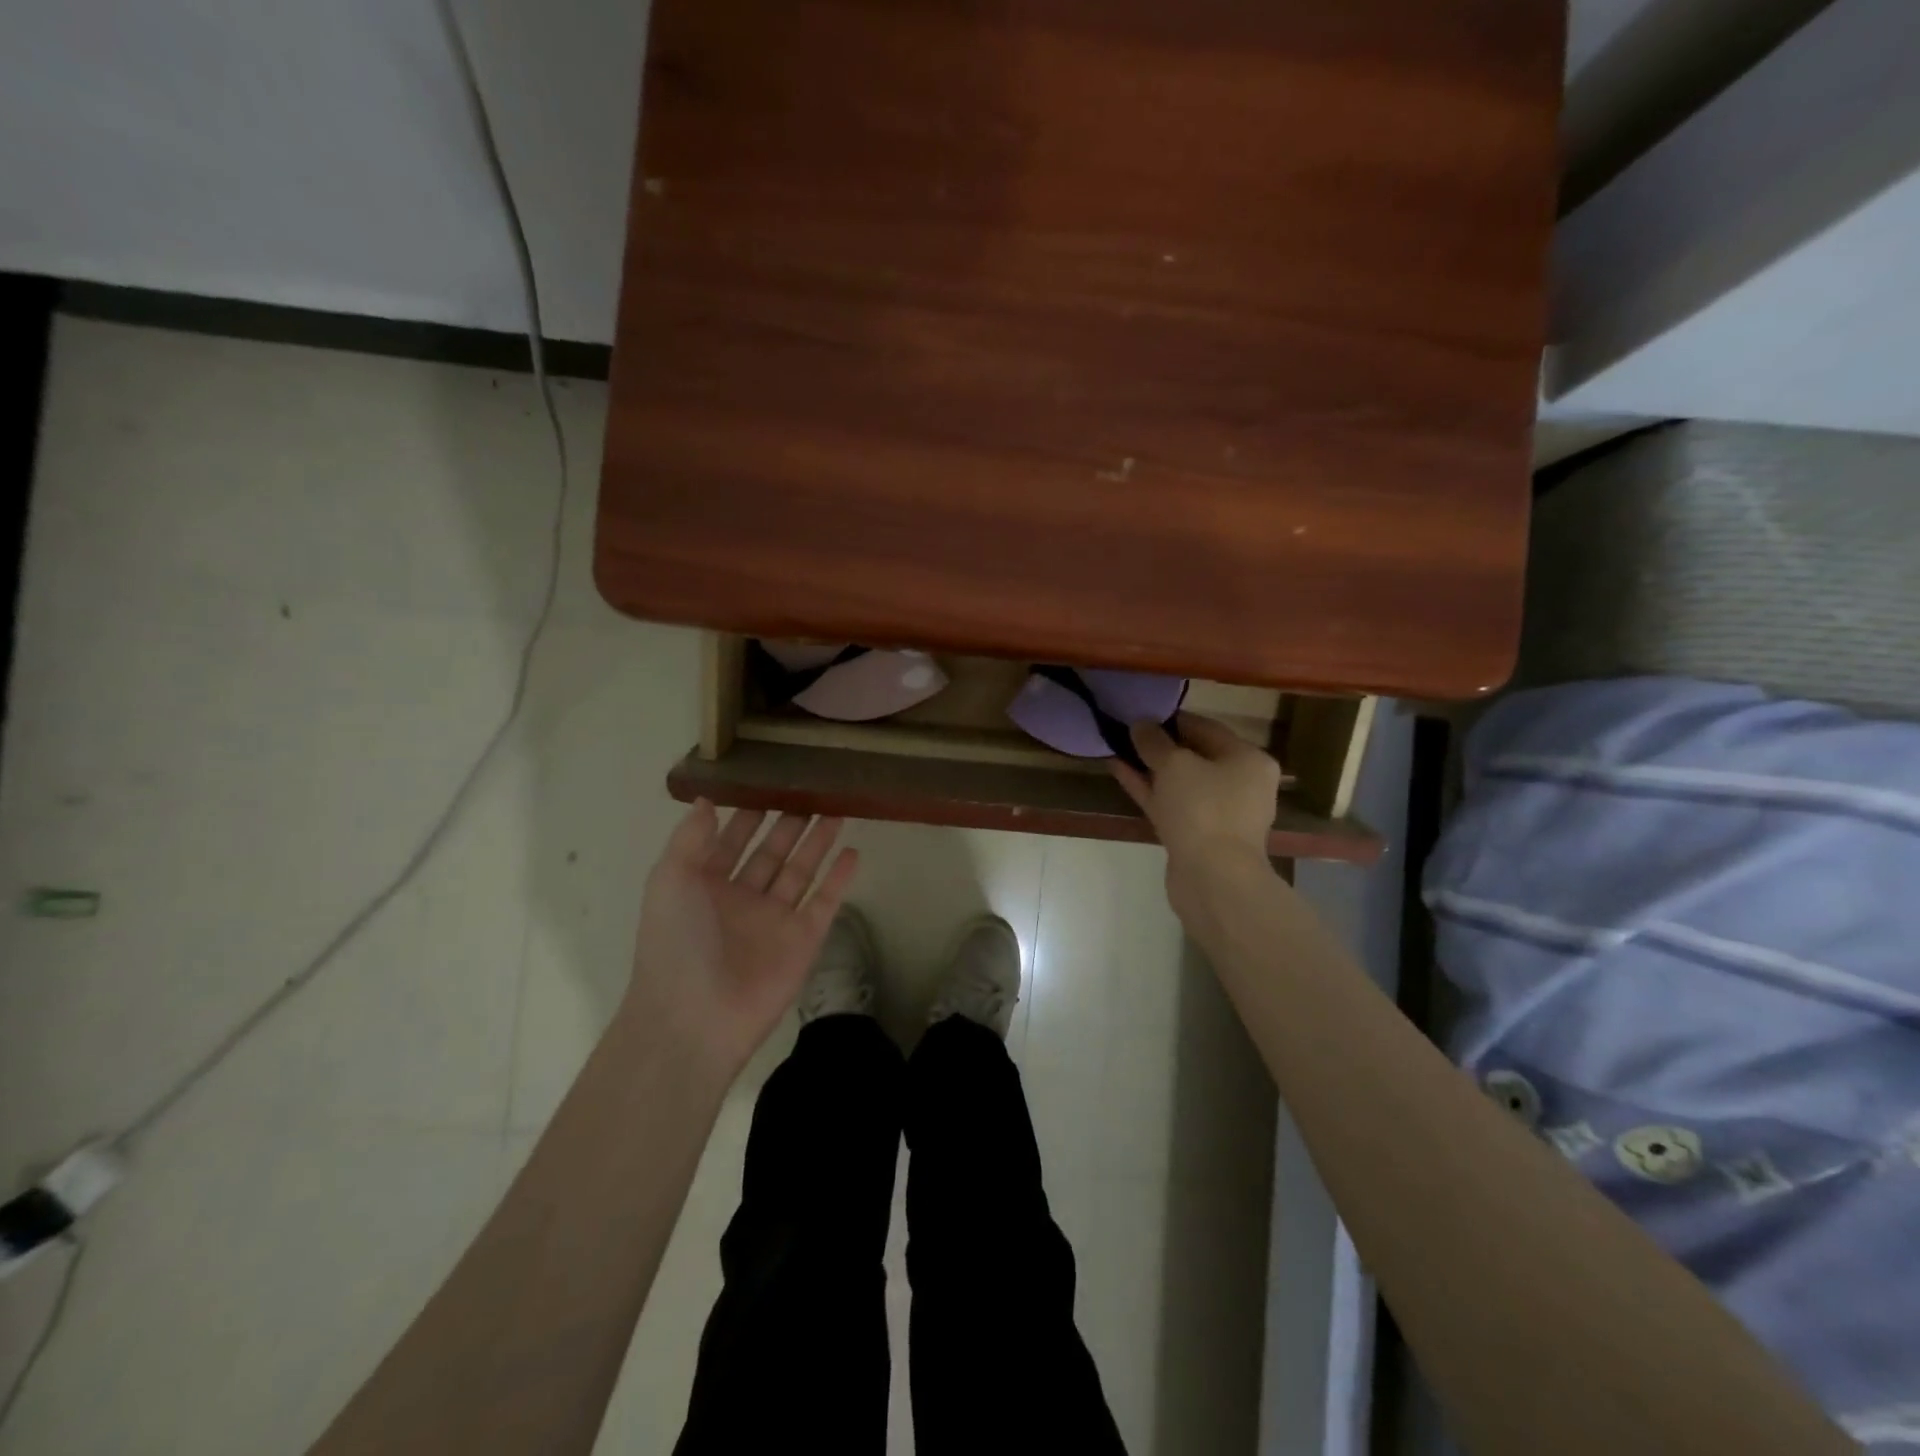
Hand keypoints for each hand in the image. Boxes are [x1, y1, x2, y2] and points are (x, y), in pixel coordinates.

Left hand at [626, 802, 859, 1076]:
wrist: (695, 1017)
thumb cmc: (676, 942)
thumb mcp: (669, 879)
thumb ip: (690, 838)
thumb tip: (709, 799)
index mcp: (705, 885)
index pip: (731, 841)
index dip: (749, 813)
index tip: (770, 782)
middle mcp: (742, 898)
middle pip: (771, 852)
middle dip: (789, 823)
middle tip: (812, 790)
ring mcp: (775, 919)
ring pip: (801, 871)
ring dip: (817, 842)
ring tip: (837, 810)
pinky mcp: (803, 940)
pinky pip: (825, 901)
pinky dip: (840, 878)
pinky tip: (853, 852)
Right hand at [1111, 713, 1281, 908]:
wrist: (1212, 878)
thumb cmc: (1203, 809)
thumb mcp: (1175, 765)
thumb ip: (1154, 741)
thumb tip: (1140, 725)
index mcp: (1248, 759)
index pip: (1207, 728)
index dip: (1172, 719)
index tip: (1141, 713)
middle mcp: (1240, 783)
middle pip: (1194, 755)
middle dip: (1159, 745)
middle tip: (1126, 732)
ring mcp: (1219, 812)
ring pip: (1180, 782)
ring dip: (1150, 767)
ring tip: (1117, 749)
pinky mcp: (1197, 835)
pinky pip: (1171, 803)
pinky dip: (1149, 789)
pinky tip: (1120, 772)